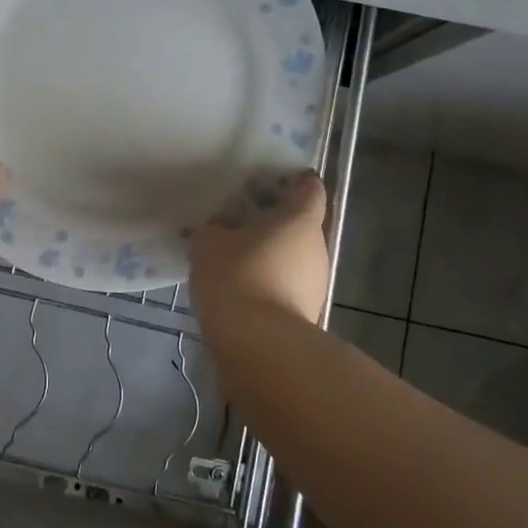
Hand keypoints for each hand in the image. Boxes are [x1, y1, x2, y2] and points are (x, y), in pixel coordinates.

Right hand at [189, 171, 330, 327]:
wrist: (259, 345)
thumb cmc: (237, 276)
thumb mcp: (210, 242)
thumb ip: (216, 228)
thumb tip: (222, 227)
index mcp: (299, 219)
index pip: (309, 188)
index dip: (296, 182)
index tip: (275, 181)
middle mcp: (317, 247)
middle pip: (301, 225)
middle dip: (276, 223)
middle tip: (243, 222)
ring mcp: (317, 283)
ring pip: (295, 258)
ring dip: (273, 256)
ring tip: (239, 260)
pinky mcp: (308, 314)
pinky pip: (289, 286)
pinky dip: (271, 283)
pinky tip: (244, 291)